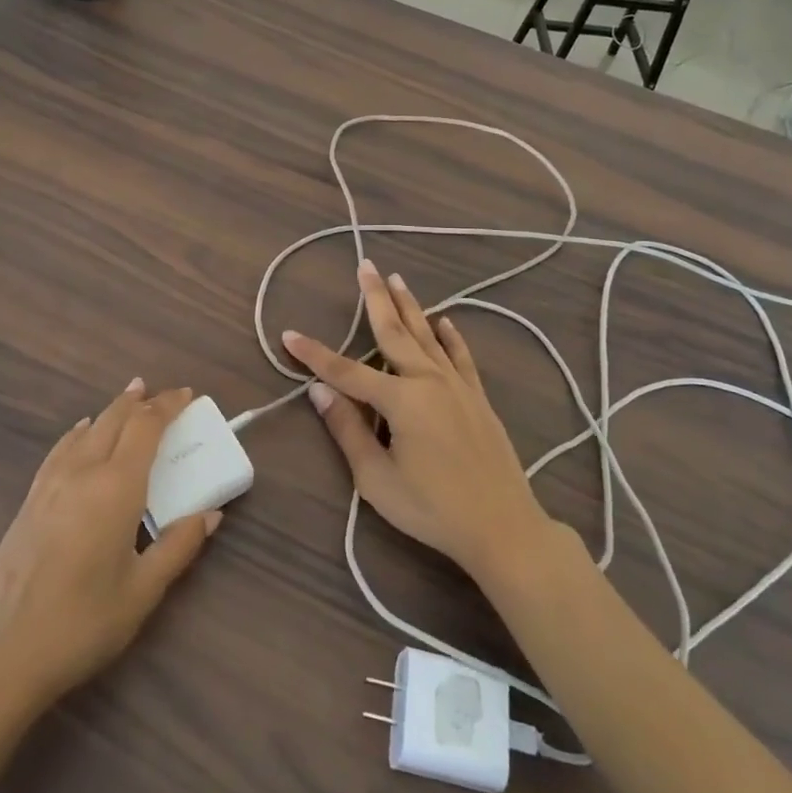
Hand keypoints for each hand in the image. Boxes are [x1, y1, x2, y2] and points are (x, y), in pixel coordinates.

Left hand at [0, 383, 220, 722]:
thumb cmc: (81, 624)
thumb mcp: (143, 592)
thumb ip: (179, 546)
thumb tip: (211, 514)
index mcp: (116, 487)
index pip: (146, 427)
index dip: (168, 405)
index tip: (187, 394)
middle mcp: (82, 472)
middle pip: (114, 418)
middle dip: (141, 401)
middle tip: (165, 395)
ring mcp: (49, 484)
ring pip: (86, 429)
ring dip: (112, 410)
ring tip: (130, 400)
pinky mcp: (29, 501)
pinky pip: (61, 448)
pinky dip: (80, 431)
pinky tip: (81, 433)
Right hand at [282, 260, 553, 586]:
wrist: (503, 526)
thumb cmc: (432, 509)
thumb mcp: (377, 479)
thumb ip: (348, 431)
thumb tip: (318, 391)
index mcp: (401, 400)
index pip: (346, 371)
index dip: (315, 354)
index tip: (289, 334)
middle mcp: (428, 381)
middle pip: (394, 332)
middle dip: (375, 298)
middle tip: (365, 266)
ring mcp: (457, 385)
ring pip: (427, 335)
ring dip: (410, 306)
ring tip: (397, 279)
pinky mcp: (478, 397)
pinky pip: (460, 356)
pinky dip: (450, 335)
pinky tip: (444, 320)